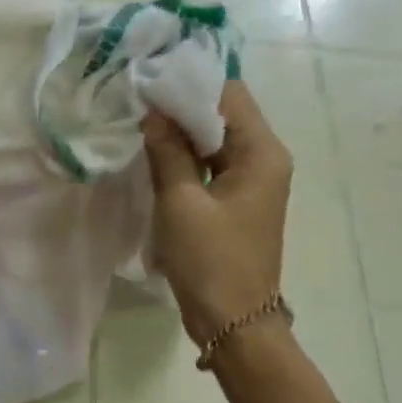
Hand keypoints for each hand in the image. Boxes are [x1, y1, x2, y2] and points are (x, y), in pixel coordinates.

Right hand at [143, 82, 292, 347]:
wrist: (233, 322)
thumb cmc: (211, 260)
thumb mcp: (181, 201)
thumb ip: (168, 150)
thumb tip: (154, 112)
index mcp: (261, 152)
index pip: (229, 94)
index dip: (189, 83)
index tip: (149, 80)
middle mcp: (264, 158)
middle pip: (223, 113)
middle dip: (181, 105)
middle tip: (137, 98)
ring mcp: (252, 180)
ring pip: (215, 138)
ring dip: (181, 131)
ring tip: (139, 121)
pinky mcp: (236, 198)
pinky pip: (212, 162)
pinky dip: (186, 155)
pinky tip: (154, 151)